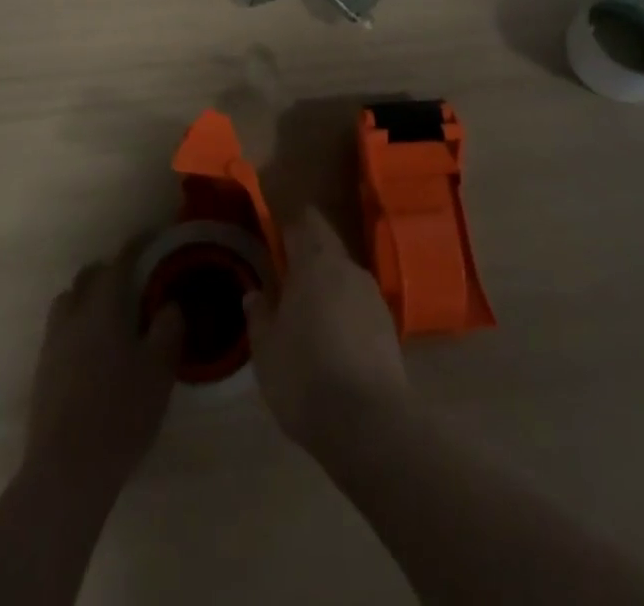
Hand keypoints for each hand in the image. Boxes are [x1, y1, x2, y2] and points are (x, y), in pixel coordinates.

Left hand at [24, 244, 182, 493]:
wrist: (67, 471)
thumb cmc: (121, 411)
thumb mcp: (160, 367)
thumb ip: (167, 327)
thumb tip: (168, 304)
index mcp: (102, 306)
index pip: (120, 261)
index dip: (137, 246)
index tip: (152, 237)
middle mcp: (73, 316)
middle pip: (87, 277)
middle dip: (109, 270)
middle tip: (134, 279)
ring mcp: (52, 345)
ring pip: (68, 303)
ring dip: (88, 298)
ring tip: (111, 315)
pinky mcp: (42, 374)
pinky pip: (61, 332)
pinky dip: (78, 327)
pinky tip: (95, 352)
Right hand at [244, 209, 407, 448]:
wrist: (368, 422)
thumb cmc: (305, 375)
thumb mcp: (266, 348)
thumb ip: (259, 314)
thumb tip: (254, 293)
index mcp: (315, 262)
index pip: (305, 222)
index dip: (290, 225)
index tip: (276, 234)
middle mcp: (348, 268)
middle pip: (326, 248)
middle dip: (307, 260)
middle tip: (285, 280)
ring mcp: (373, 296)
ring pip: (344, 278)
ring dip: (327, 289)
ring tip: (307, 315)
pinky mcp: (389, 326)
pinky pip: (359, 306)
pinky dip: (345, 314)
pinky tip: (333, 342)